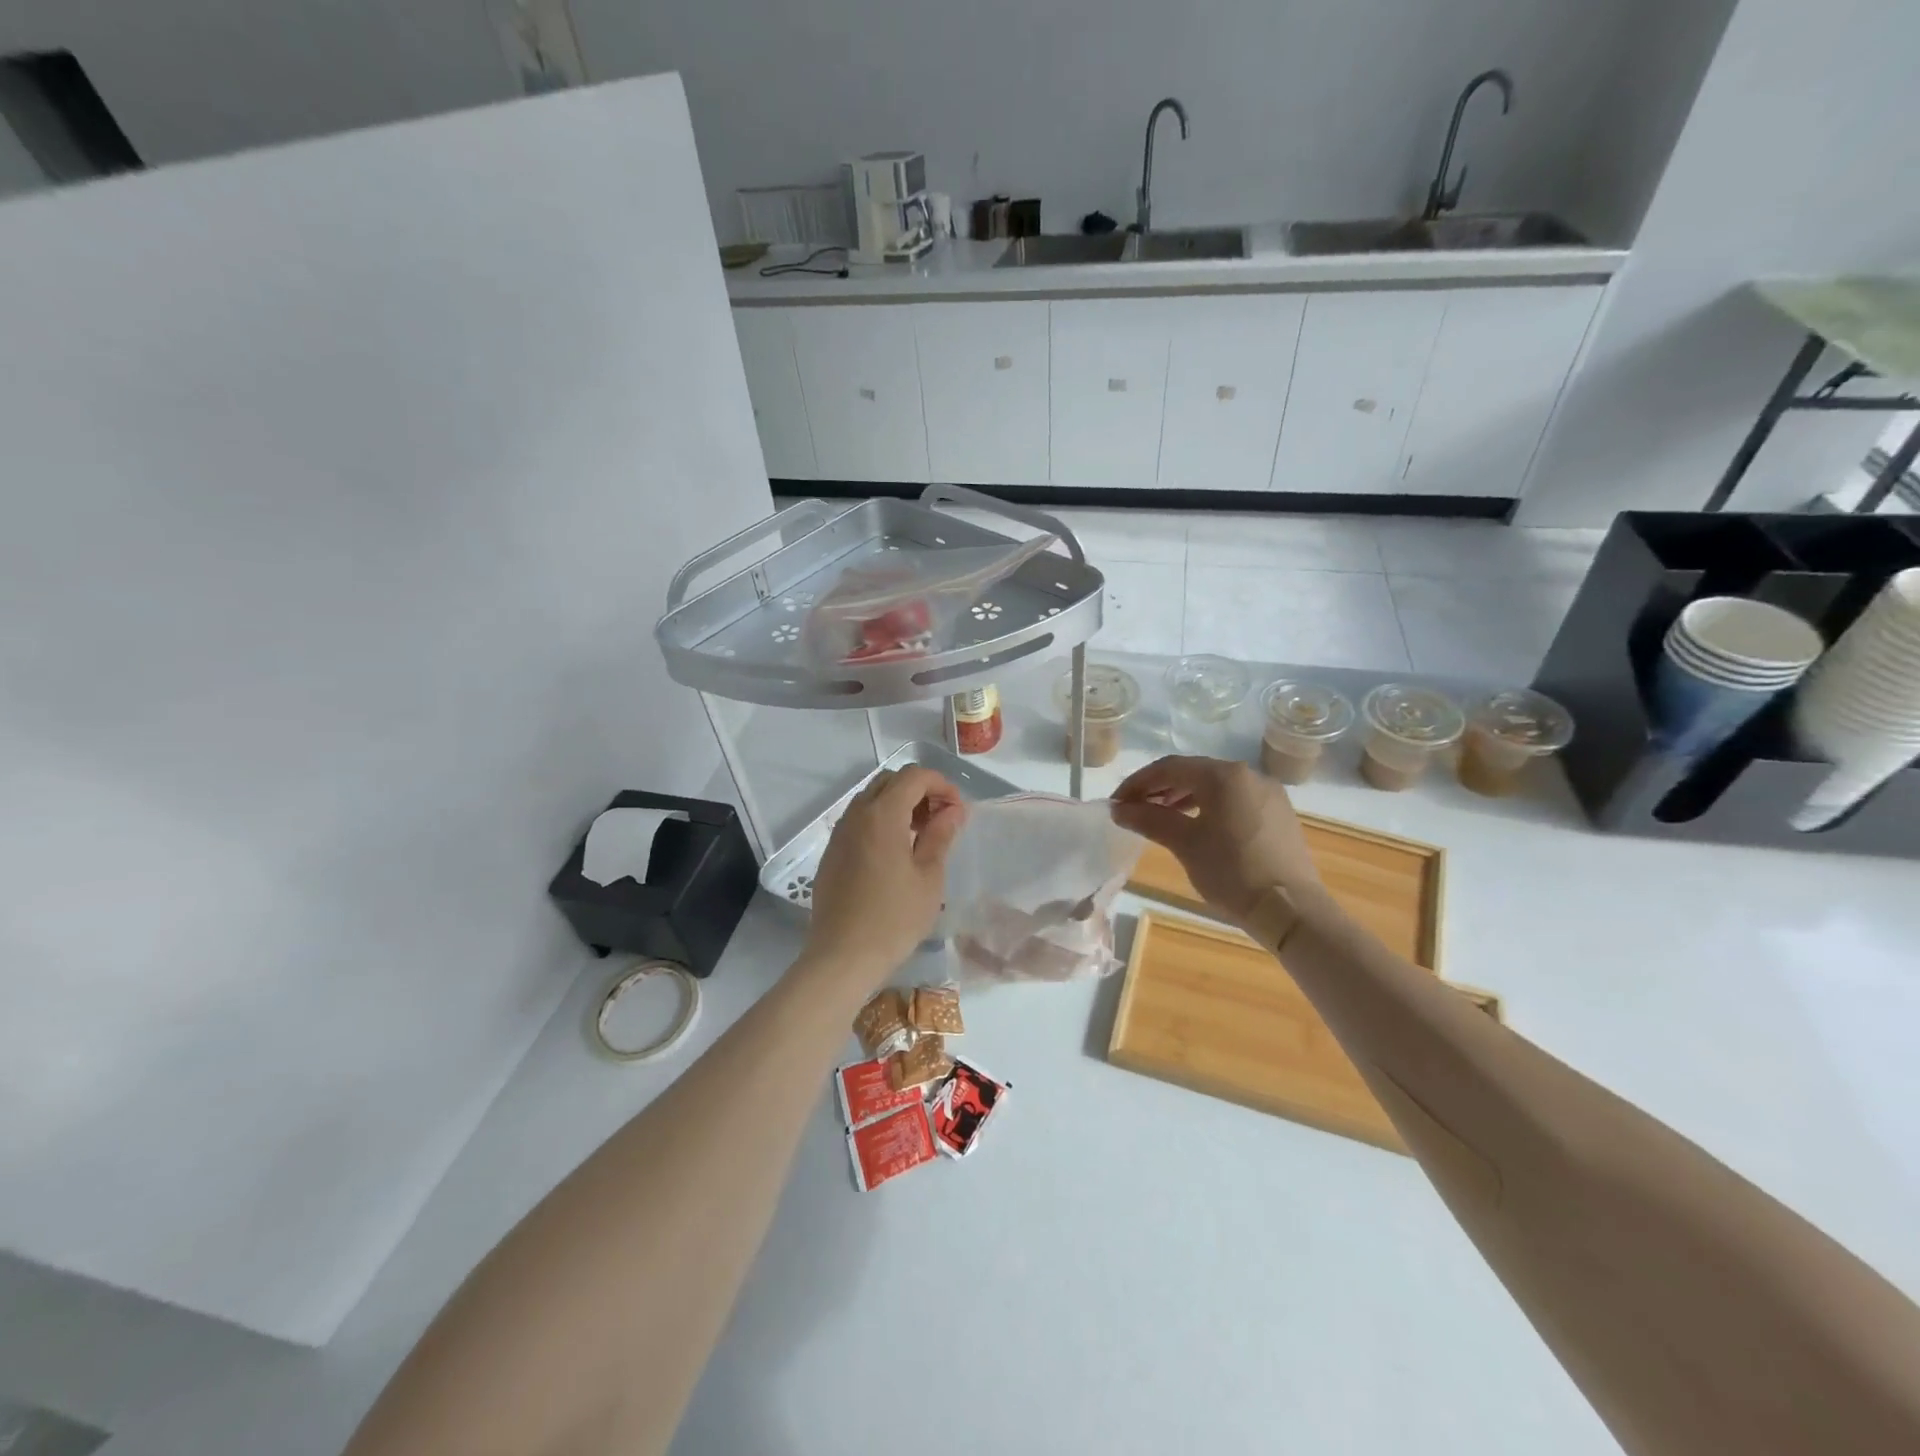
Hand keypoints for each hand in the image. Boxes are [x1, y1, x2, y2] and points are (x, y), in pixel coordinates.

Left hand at [803, 766, 966, 987]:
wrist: (842, 956)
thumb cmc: (894, 918)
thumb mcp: (929, 877)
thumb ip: (941, 835)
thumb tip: (953, 810)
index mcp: (882, 815)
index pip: (913, 776)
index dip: (941, 785)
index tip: (957, 810)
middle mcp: (856, 815)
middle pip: (890, 781)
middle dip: (920, 791)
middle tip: (940, 820)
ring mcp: (839, 833)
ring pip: (872, 799)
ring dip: (899, 806)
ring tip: (921, 837)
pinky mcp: (831, 853)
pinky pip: (859, 821)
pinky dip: (881, 822)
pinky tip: (896, 854)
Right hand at [1110, 756, 1319, 924]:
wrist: (1291, 910)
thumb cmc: (1232, 872)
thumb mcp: (1184, 844)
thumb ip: (1149, 820)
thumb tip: (1119, 808)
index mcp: (1224, 775)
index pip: (1170, 767)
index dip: (1138, 783)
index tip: (1117, 803)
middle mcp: (1248, 775)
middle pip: (1193, 773)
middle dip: (1160, 789)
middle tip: (1134, 810)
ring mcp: (1268, 794)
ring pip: (1215, 787)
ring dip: (1183, 798)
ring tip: (1160, 818)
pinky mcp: (1278, 815)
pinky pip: (1234, 800)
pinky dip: (1208, 807)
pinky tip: (1197, 827)